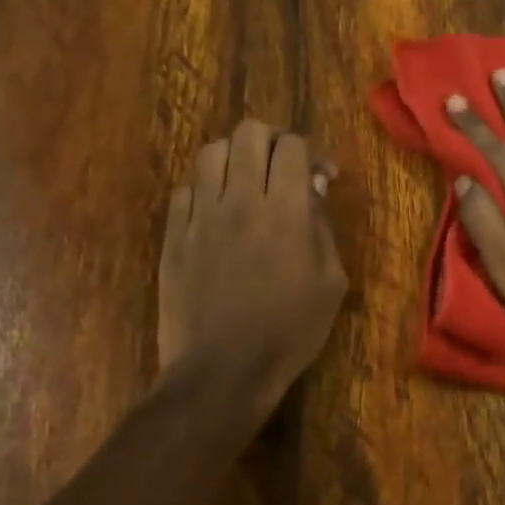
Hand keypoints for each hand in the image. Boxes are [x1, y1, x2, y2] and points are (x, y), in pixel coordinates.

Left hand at [158, 120, 347, 397]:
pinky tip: (215, 213)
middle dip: (272, 142)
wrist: (222, 371)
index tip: (319, 177)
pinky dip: (204, 190)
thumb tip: (312, 190)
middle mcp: (240, 200)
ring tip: (245, 184)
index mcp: (285, 210)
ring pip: (210, 152)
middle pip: (249, 133)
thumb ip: (322, 227)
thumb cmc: (289, 332)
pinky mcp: (174, 235)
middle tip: (281, 169)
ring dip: (234, 158)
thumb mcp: (331, 284)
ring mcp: (201, 215)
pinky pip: (184, 189)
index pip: (293, 146)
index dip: (310, 152)